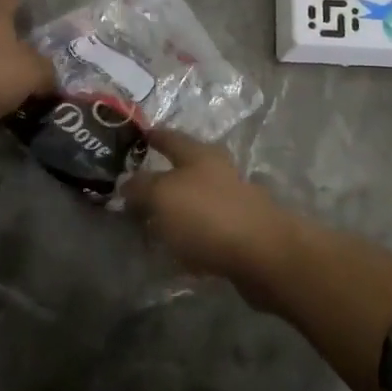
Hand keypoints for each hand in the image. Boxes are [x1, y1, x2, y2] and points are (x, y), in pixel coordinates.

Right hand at [124, 128, 293, 292]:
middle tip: (136, 188)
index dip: (153, 136)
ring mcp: (233, 202)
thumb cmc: (208, 215)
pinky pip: (206, 230)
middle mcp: (218, 172)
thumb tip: (127, 183)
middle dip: (162, 176)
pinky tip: (176, 252)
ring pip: (196, 200)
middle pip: (185, 169)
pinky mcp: (240, 233)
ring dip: (176, 210)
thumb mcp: (163, 196)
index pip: (171, 137)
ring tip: (150, 224)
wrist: (264, 255)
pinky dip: (190, 237)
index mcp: (200, 154)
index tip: (138, 136)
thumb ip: (141, 187)